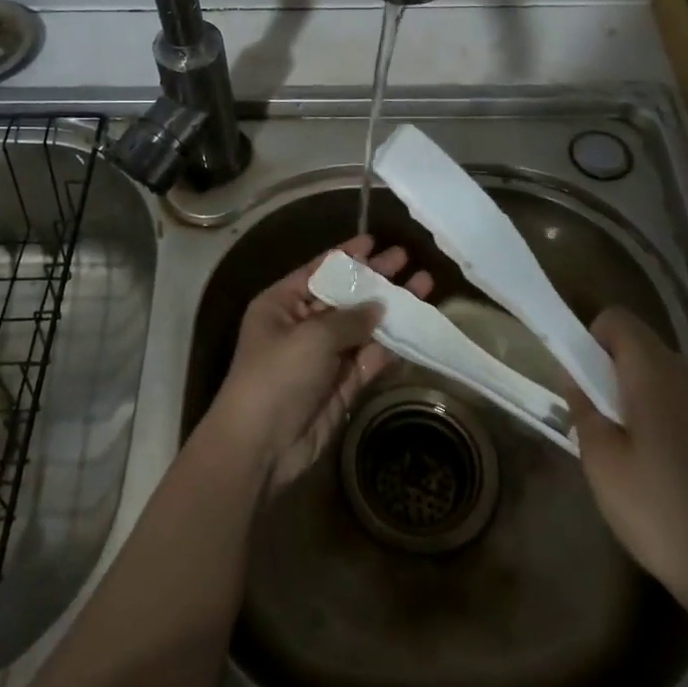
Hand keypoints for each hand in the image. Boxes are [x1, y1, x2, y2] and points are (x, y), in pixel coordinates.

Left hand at [211, 235, 432, 490]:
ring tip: (424, 285)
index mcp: (281, 304)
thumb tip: (380, 306)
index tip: (373, 241)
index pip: (317, 271)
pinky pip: (369, 357)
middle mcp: (302, 325)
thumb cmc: (278, 375)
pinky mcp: (341, 384)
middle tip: (406, 259)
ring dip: (391, 309)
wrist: (262, 445)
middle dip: (374, 278)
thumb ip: (350, 318)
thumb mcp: (311, 336)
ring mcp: (323, 356)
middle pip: (344, 296)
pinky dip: (391, 344)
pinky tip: (416, 325)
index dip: (346, 256)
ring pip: (362, 326)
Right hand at [567, 307, 687, 633]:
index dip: (591, 340)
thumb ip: (584, 407)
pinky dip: (667, 420)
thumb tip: (576, 374)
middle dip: (613, 376)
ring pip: (663, 378)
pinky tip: (667, 475)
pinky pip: (687, 404)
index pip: (616, 320)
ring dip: (640, 400)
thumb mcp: (602, 462)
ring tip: (634, 460)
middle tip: (602, 431)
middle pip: (640, 349)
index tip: (583, 384)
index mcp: (657, 370)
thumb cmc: (663, 513)